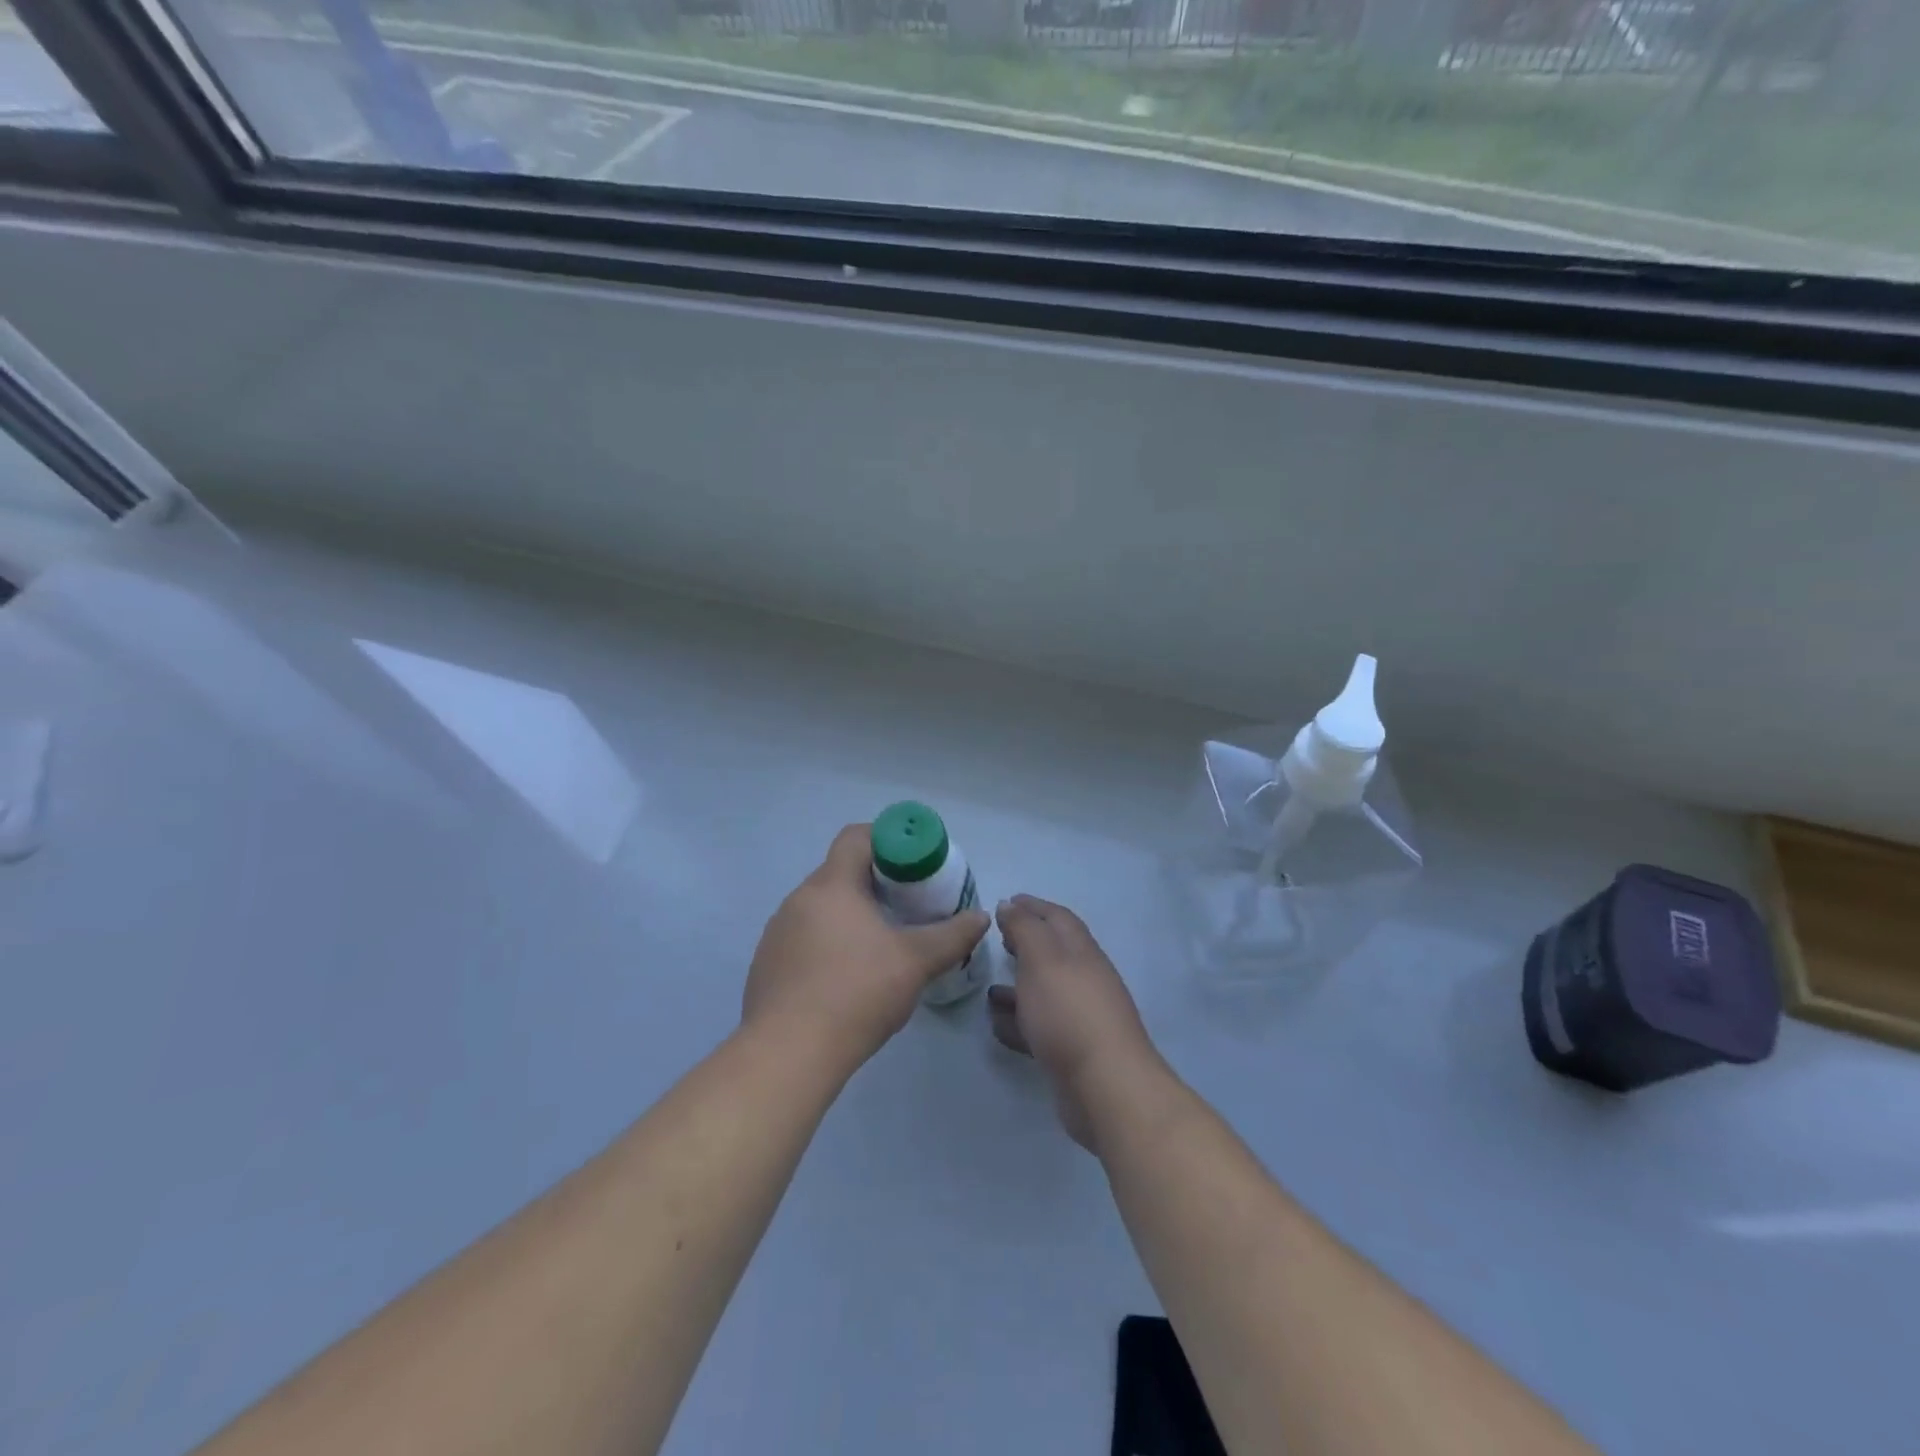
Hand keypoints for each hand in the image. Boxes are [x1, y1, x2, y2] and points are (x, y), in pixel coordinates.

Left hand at [744, 824, 989, 1076]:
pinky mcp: (767, 965)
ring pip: (821, 908)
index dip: (887, 840)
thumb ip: (952, 936)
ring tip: (880, 946)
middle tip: (907, 907)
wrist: (788, 1054)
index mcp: (831, 885)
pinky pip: (804, 938)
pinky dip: (828, 944)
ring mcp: (777, 932)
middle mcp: (798, 899)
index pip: (856, 837)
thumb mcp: (915, 962)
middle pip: (840, 873)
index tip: (912, 865)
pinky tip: (847, 979)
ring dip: (850, 916)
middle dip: (875, 883)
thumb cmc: (856, 993)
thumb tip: (980, 917)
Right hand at [987, 895, 1160, 1151]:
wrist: (1105, 1086)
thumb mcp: (1041, 959)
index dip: (1033, 906)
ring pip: (1044, 992)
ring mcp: (1080, 1016)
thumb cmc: (1069, 1012)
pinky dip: (1018, 1021)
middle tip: (998, 940)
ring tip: (988, 987)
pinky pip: (1039, 1027)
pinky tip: (996, 1025)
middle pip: (1053, 952)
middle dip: (1026, 943)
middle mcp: (1084, 978)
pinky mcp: (1071, 1051)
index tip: (1007, 901)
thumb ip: (1025, 928)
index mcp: (1081, 951)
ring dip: (1018, 985)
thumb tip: (1010, 905)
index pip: (1057, 917)